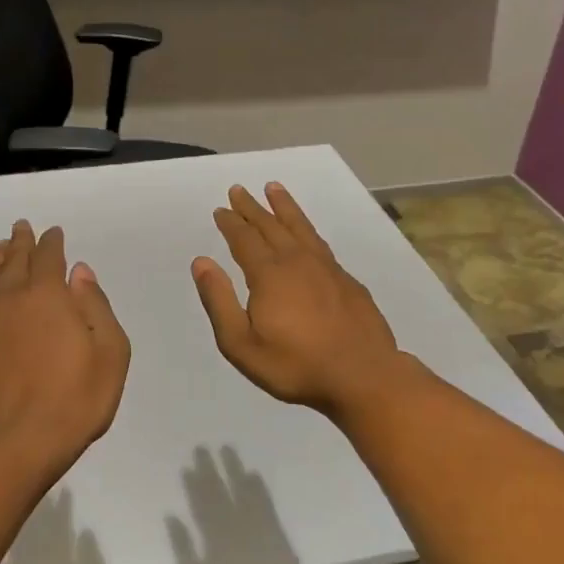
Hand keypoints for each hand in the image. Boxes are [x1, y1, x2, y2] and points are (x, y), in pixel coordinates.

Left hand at [0, 221, 130, 479]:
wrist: (18, 444)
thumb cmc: (76, 401)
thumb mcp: (110, 354)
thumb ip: (96, 307)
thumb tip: (79, 273)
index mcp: (49, 296)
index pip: (49, 257)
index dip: (53, 242)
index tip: (54, 233)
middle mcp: (10, 299)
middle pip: (14, 261)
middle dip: (21, 242)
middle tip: (22, 229)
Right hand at [191, 183, 412, 416]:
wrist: (362, 375)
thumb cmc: (295, 365)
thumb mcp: (241, 344)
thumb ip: (219, 301)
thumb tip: (201, 262)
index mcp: (269, 275)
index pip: (244, 240)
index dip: (230, 223)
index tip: (221, 209)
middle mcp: (297, 261)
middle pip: (271, 226)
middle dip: (252, 208)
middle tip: (239, 190)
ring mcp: (327, 268)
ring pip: (300, 227)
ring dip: (284, 207)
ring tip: (274, 188)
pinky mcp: (347, 280)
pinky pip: (320, 242)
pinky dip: (307, 228)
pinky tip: (306, 233)